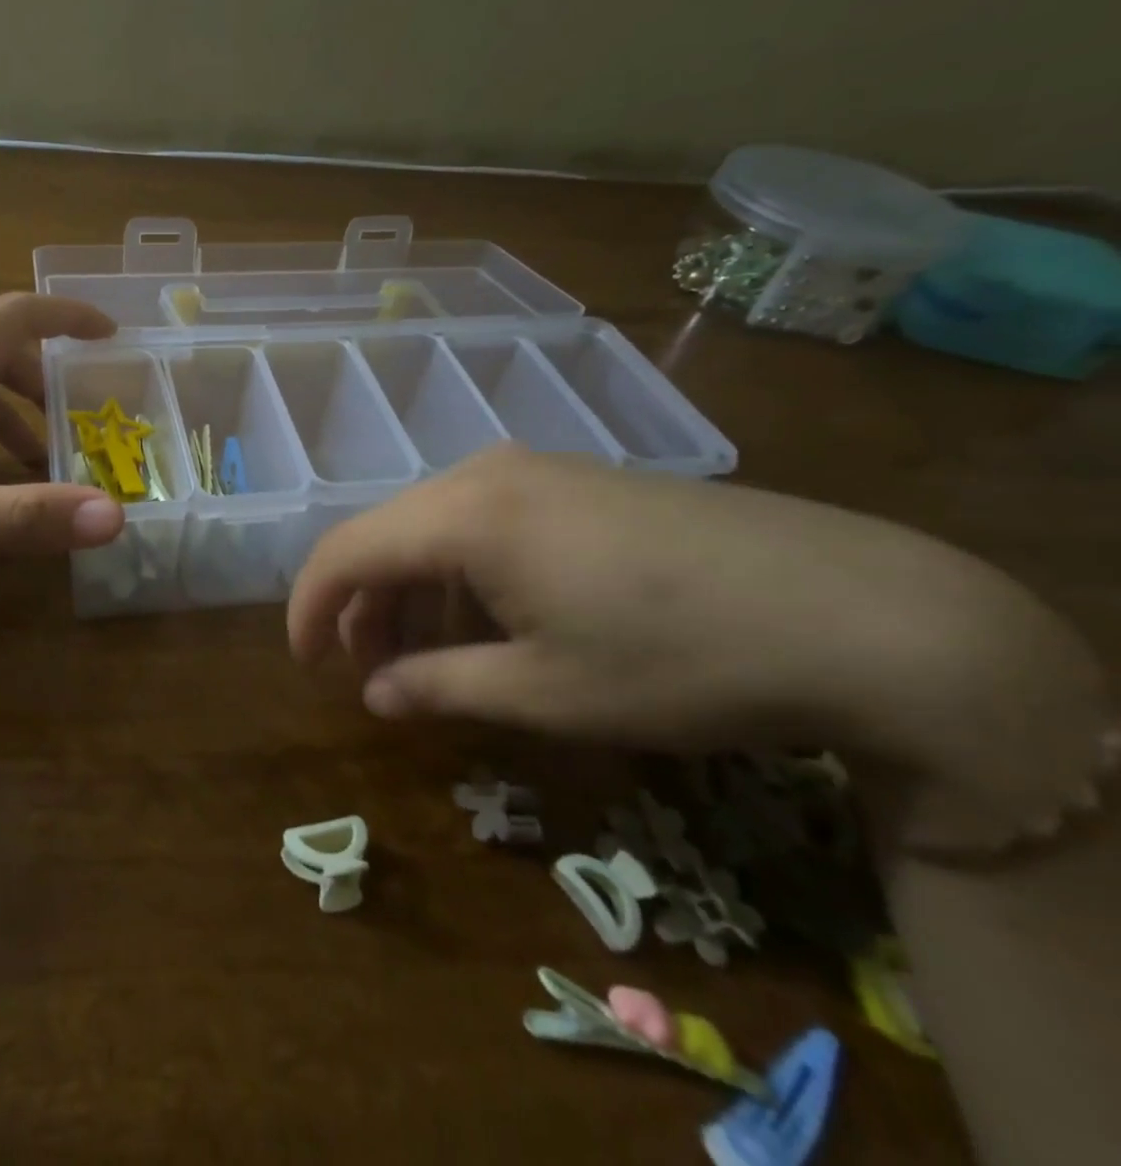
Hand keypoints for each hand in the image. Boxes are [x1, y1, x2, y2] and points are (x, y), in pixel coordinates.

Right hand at [287, 447, 1109, 842]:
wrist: (862, 613)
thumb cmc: (680, 658)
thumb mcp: (545, 691)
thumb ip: (439, 687)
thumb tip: (374, 695)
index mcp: (466, 515)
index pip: (347, 551)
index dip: (310, 607)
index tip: (303, 664)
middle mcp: (487, 474)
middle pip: (386, 534)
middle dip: (363, 607)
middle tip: (372, 677)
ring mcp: (537, 470)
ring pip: (433, 527)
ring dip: (413, 592)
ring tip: (431, 660)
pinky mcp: (577, 482)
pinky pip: (483, 522)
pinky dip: (461, 575)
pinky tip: (493, 623)